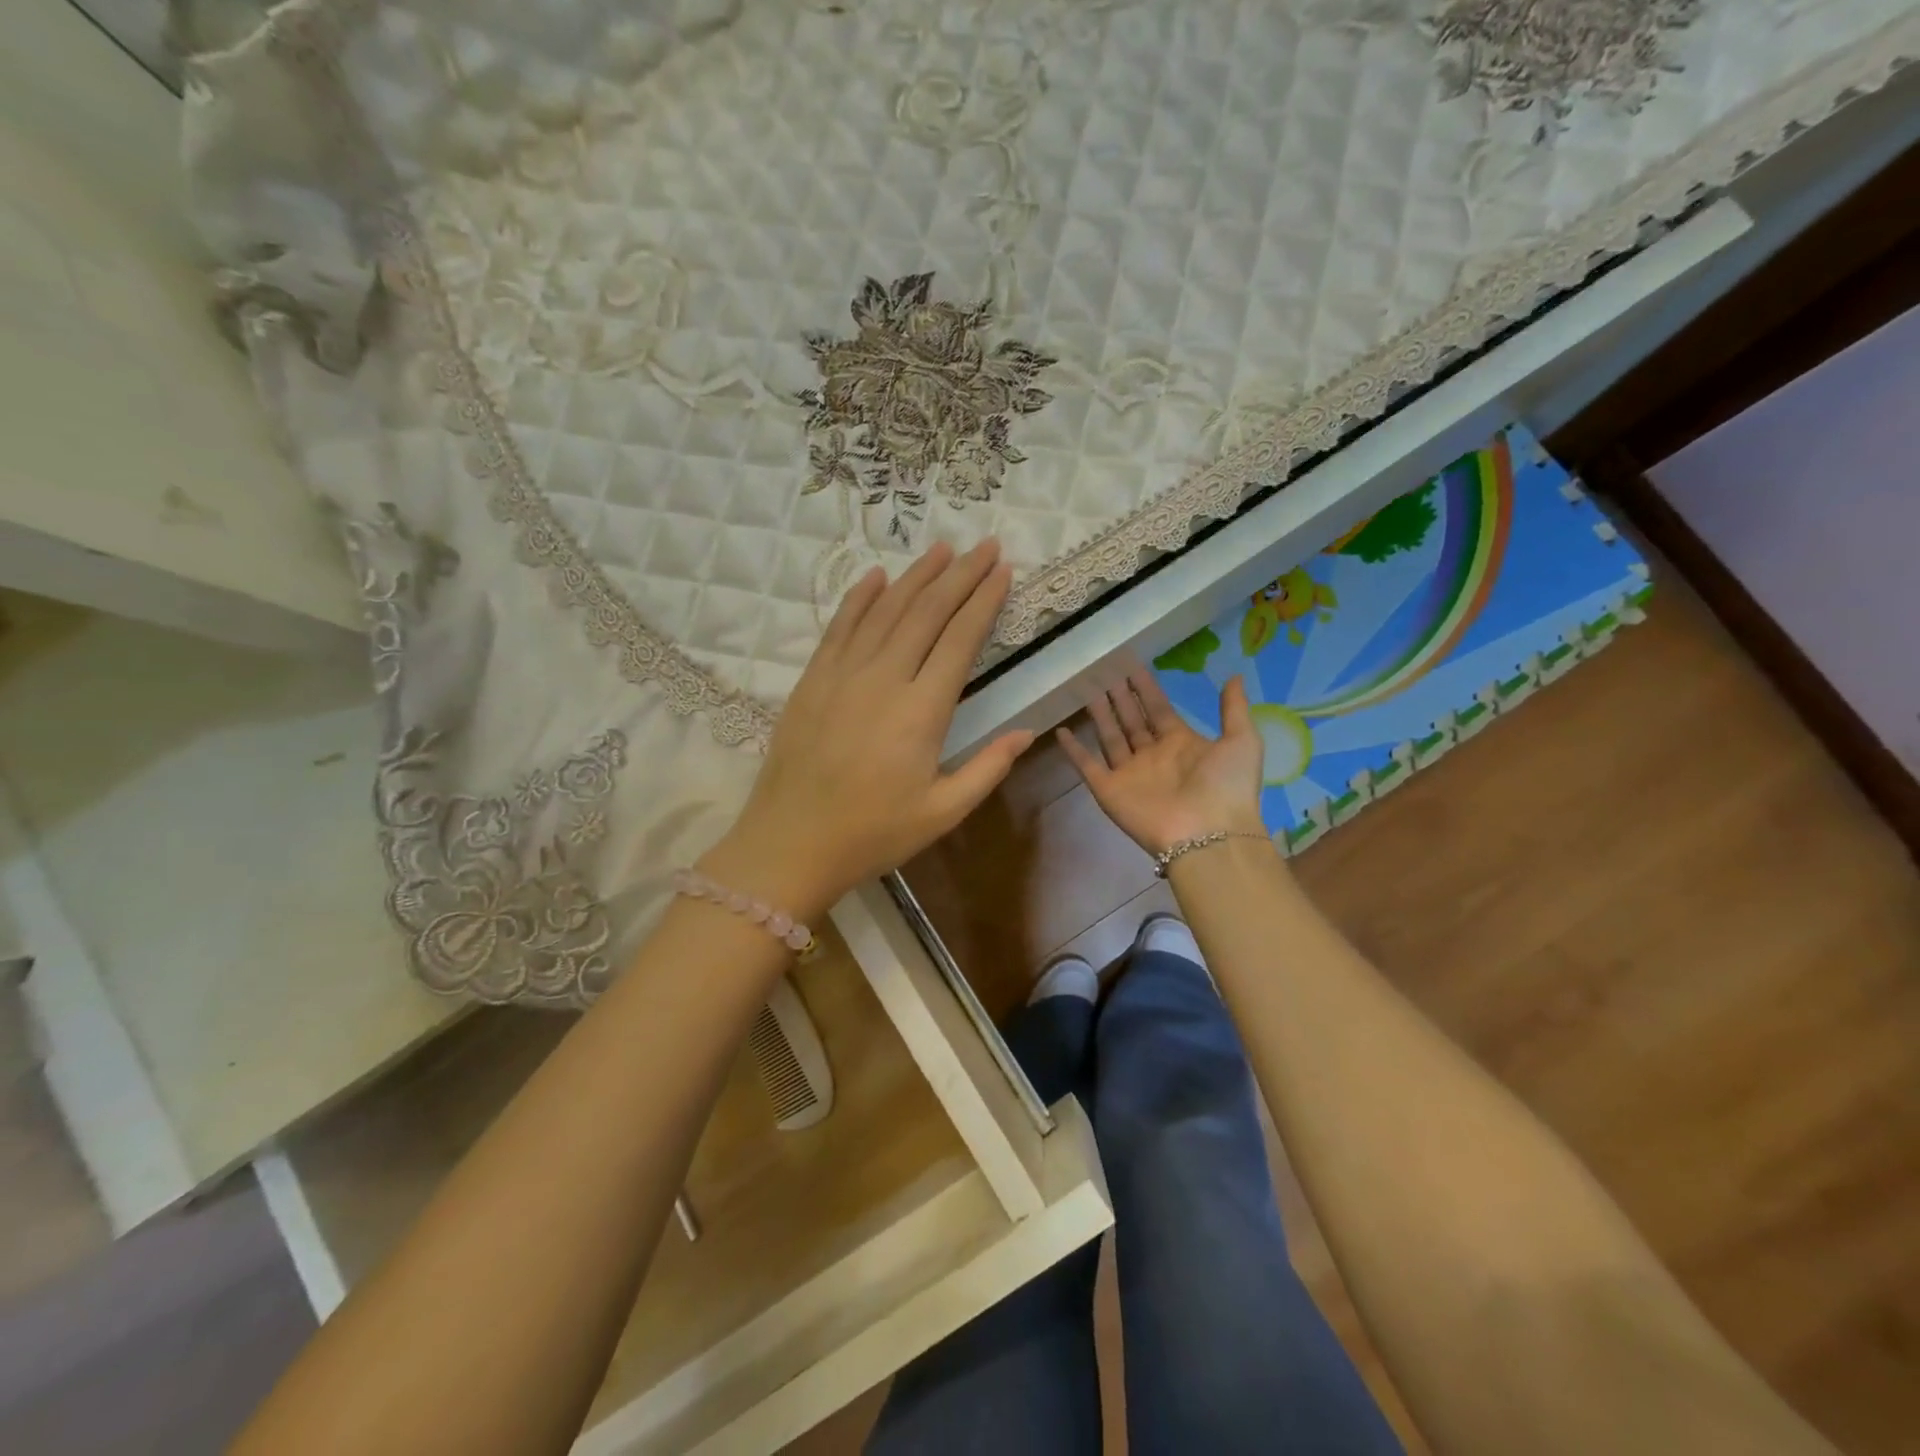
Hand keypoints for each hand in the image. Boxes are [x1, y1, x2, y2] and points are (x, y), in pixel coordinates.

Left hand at [704, 541, 1032, 918]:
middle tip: (984, 545)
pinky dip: (859, 598)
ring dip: (916, 576)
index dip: (984, 601)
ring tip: (942, 549)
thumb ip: (988, 768)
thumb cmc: (873, 834)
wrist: (791, 843)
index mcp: (922, 711)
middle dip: (960, 575)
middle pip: (927, 612)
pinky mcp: (813, 680)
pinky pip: (839, 627)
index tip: (1003, 571)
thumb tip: (1027, 732)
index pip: (960, 639)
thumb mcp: (942, 812)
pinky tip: (875, 576)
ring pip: (885, 610)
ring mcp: (843, 674)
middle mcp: (883, 678)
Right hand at [1058, 670, 1264, 856]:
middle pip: (1131, 720)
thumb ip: (1233, 708)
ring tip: (1086, 689)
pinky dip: (1073, 750)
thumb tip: (1234, 676)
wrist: (1209, 835)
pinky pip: (1087, 766)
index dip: (1146, 688)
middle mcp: (1153, 756)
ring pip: (1109, 737)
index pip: (1158, 709)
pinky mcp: (1109, 790)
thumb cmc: (1227, 786)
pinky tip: (1060, 730)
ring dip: (1099, 715)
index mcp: (1182, 743)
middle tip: (1104, 671)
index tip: (1131, 666)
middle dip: (1120, 697)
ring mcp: (1129, 774)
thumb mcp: (1242, 740)